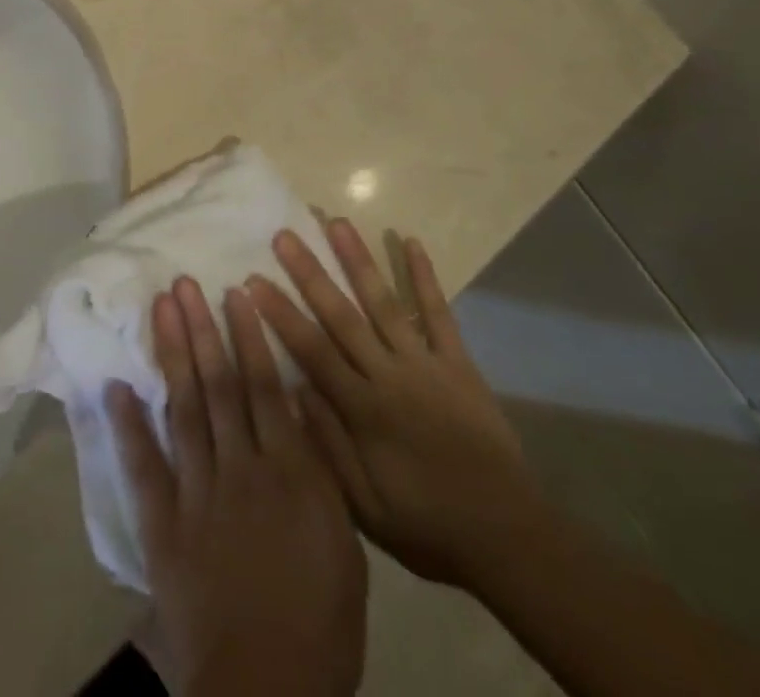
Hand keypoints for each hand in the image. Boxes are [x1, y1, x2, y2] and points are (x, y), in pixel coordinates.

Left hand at [107, 277, 367, 696]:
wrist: (268, 689)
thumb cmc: (321, 620)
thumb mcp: (344, 541)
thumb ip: (320, 468)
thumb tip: (300, 404)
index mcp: (288, 471)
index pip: (264, 387)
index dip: (248, 336)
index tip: (235, 292)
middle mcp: (240, 467)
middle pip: (219, 386)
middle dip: (202, 329)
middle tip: (185, 283)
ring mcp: (196, 492)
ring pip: (184, 408)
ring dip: (172, 355)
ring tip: (162, 309)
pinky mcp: (162, 523)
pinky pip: (143, 465)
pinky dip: (127, 424)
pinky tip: (115, 385)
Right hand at [249, 221, 544, 590]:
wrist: (507, 536)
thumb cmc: (427, 526)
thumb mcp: (366, 508)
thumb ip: (328, 446)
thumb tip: (293, 388)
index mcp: (363, 410)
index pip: (312, 351)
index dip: (280, 314)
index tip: (252, 281)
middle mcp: (390, 375)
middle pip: (342, 315)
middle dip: (310, 273)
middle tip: (284, 236)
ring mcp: (426, 363)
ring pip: (385, 302)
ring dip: (359, 260)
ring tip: (336, 222)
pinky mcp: (458, 362)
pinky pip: (438, 313)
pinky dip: (425, 277)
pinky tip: (411, 242)